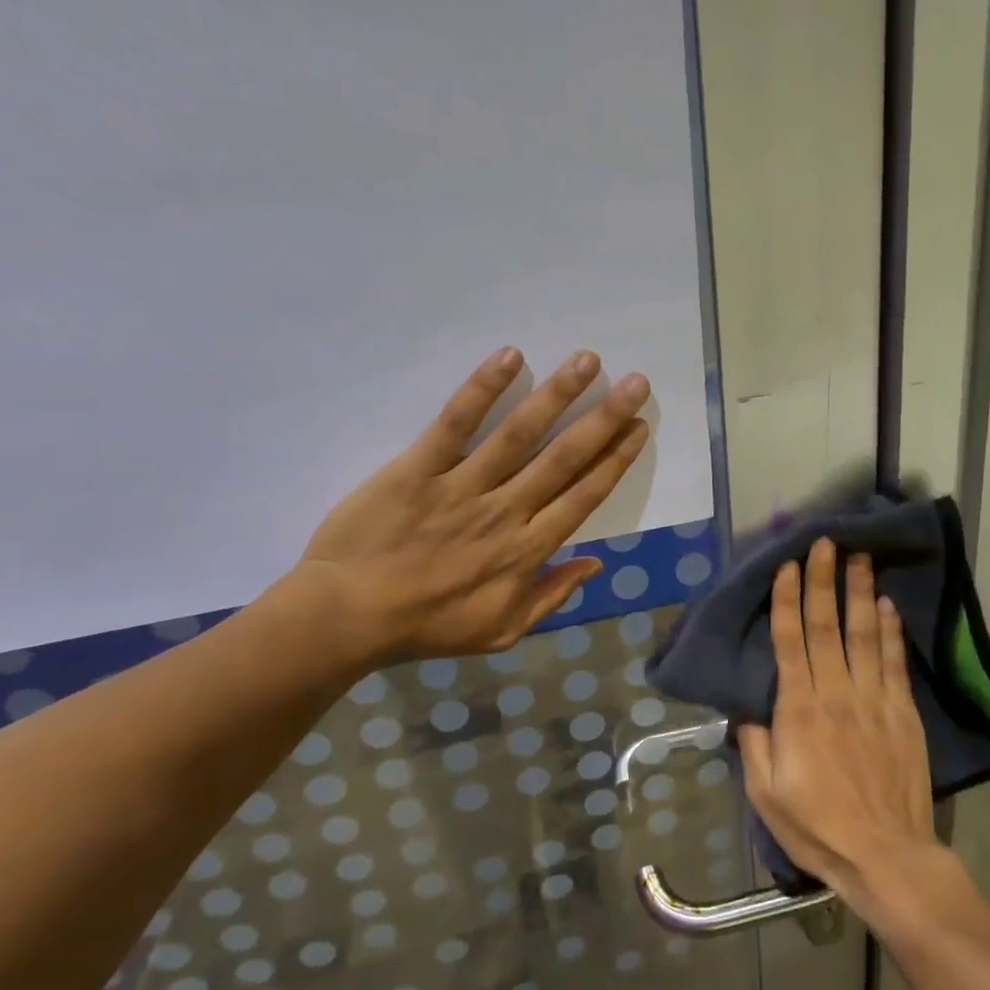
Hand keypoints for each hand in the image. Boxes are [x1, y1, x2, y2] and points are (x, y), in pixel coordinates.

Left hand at [284, 346, 649, 668]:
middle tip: (636, 383)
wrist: (349, 617)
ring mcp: (463, 487)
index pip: (583, 496)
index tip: (639, 428)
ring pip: (520, 435)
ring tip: (587, 360)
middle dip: (604, 418)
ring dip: (557, 395)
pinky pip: (455, 424)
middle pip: (564, 458)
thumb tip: (595, 564)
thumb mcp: (502, 631)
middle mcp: (506, 512)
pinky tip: (509, 357)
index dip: (616, 460)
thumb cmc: (428, 626)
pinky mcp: (418, 468)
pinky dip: (482, 389)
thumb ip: (551, 597)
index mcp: (528, 551)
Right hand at [738, 539, 939, 913]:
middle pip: (826, 625)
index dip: (787, 599)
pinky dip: (891, 630)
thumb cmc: (817, 826)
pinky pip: (894, 662)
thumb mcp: (765, 792)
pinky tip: (887, 604)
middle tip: (825, 542)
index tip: (788, 565)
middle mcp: (836, 693)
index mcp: (798, 710)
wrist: (884, 855)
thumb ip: (754, 742)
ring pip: (864, 634)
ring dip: (859, 592)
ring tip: (860, 557)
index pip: (790, 640)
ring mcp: (874, 700)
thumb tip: (748, 707)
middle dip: (823, 580)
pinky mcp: (903, 713)